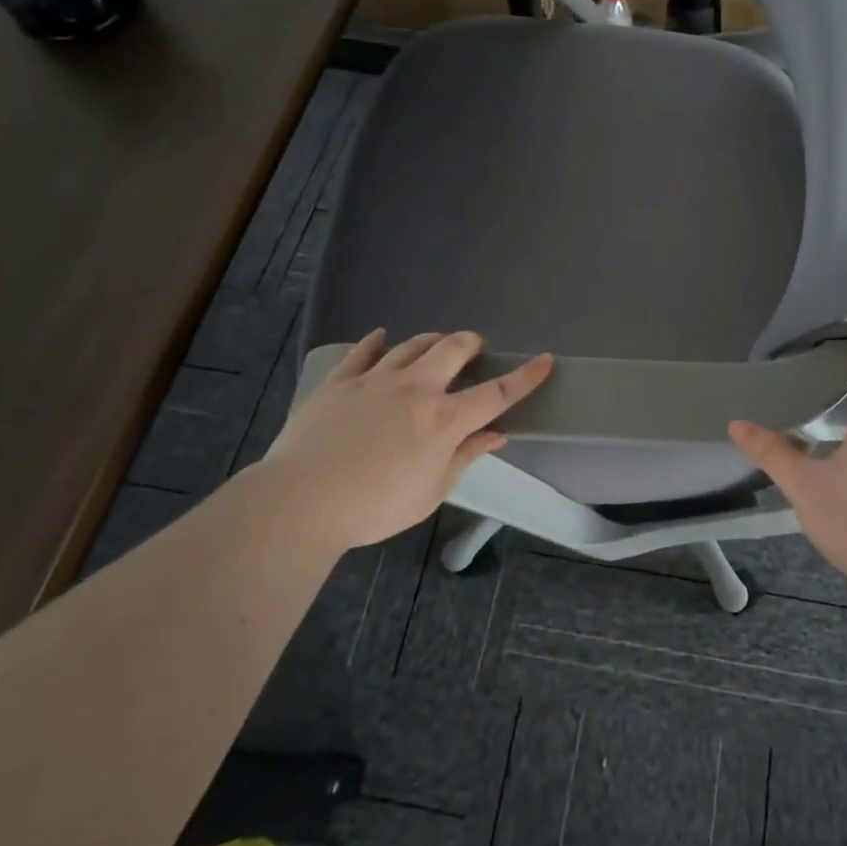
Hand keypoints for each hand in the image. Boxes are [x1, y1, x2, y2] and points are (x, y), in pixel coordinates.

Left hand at [262, 329, 552, 552]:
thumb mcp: (431, 491)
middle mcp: (416, 388)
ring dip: (431, 341)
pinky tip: (381, 338)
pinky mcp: (340, 381)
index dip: (525, 377)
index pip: (496, 393)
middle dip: (471, 343)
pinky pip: (363, 351)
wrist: (301, 500)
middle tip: (475, 346)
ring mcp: (375, 379)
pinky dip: (377, 342)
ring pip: (412, 345)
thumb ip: (466, 457)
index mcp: (444, 420)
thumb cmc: (375, 506)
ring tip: (436, 344)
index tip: (545, 360)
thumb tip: (496, 435)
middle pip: (452, 350)